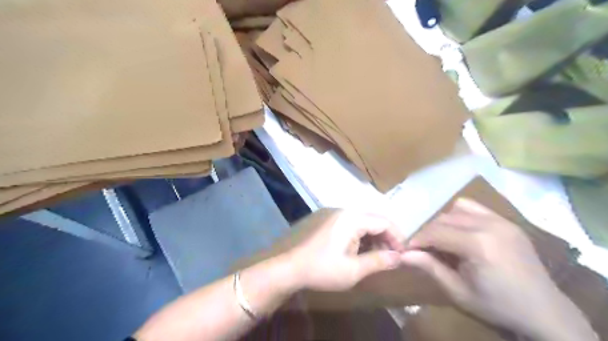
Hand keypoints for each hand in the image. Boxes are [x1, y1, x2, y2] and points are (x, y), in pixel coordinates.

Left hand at [285, 210, 402, 290]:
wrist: (290, 267)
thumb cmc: (323, 269)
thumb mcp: (354, 270)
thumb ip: (379, 261)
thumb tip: (399, 257)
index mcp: (352, 219)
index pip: (384, 222)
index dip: (397, 237)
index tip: (403, 254)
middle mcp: (345, 211)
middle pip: (374, 220)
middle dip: (385, 238)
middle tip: (390, 258)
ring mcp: (334, 215)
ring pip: (362, 222)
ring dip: (373, 238)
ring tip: (377, 257)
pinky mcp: (328, 221)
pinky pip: (351, 225)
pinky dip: (360, 237)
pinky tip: (360, 251)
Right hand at [403, 199, 596, 339]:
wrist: (544, 311)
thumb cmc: (496, 305)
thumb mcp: (458, 291)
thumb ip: (429, 268)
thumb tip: (402, 255)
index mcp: (478, 245)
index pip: (435, 232)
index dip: (417, 239)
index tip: (406, 248)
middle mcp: (489, 225)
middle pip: (443, 219)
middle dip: (428, 231)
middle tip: (422, 247)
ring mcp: (501, 220)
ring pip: (456, 209)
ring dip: (443, 222)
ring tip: (442, 240)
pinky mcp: (507, 221)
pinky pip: (475, 208)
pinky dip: (461, 215)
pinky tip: (461, 231)